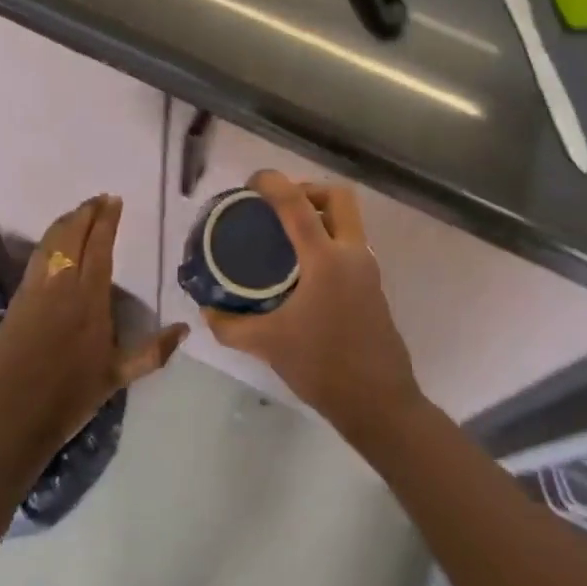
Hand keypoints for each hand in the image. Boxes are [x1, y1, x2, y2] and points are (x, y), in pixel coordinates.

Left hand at [0, 195, 187, 466]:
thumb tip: (185, 329)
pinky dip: (48, 242)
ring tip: (78, 212)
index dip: (106, 220)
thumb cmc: (71, 397)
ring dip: (65, 222)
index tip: (114, 201)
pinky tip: (53, 244)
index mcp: (90, 299)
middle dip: (86, 213)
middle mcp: (62, 286)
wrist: (13, 418)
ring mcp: (35, 291)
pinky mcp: (17, 301)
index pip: (99, 247)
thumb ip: (153, 351)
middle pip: (73, 236)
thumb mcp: (118, 377)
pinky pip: (36, 260)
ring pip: (51, 243)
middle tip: (98, 199)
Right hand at [205, 172, 422, 438]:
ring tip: (285, 234)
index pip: (297, 203)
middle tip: (278, 206)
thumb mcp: (268, 345)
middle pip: (338, 196)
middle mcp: (351, 253)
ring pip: (348, 218)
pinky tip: (302, 267)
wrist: (379, 403)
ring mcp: (367, 268)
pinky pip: (350, 241)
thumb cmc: (323, 367)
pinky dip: (327, 237)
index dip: (273, 182)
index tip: (250, 183)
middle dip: (307, 189)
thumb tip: (207, 309)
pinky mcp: (373, 284)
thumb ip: (231, 325)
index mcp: (325, 260)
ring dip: (319, 213)